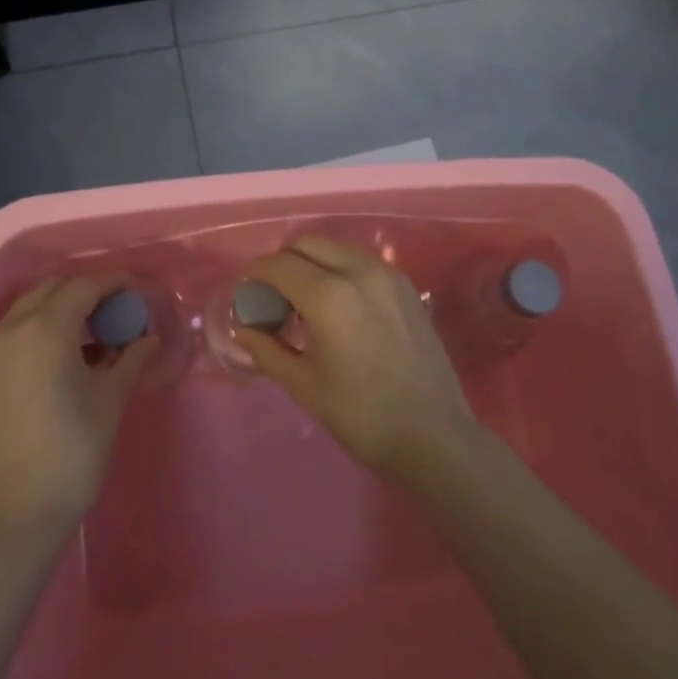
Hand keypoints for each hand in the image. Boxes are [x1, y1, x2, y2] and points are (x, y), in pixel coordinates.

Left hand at [0, 277, 157, 546]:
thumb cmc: (71, 454)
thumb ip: (131, 359)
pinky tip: (69, 351)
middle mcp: (12, 328)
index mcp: (45, 329)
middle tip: (120, 310)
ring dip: (64, 306)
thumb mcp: (110, 401)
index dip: (115, 283)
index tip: (139, 290)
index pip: (85, 286)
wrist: (13, 516)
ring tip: (97, 330)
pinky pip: (16, 328)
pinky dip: (43, 325)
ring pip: (31, 305)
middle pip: (55, 288)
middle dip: (89, 290)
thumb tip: (149, 338)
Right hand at [236, 236, 476, 479]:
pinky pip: (361, 261)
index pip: (278, 264)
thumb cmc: (361, 415)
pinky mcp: (405, 285)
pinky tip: (339, 307)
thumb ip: (267, 349)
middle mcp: (358, 271)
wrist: (434, 435)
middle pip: (307, 243)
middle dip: (283, 262)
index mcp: (328, 295)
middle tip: (275, 296)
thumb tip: (243, 328)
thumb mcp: (304, 385)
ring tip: (306, 301)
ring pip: (336, 248)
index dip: (256, 274)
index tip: (247, 293)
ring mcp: (386, 274)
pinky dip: (339, 270)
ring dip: (312, 262)